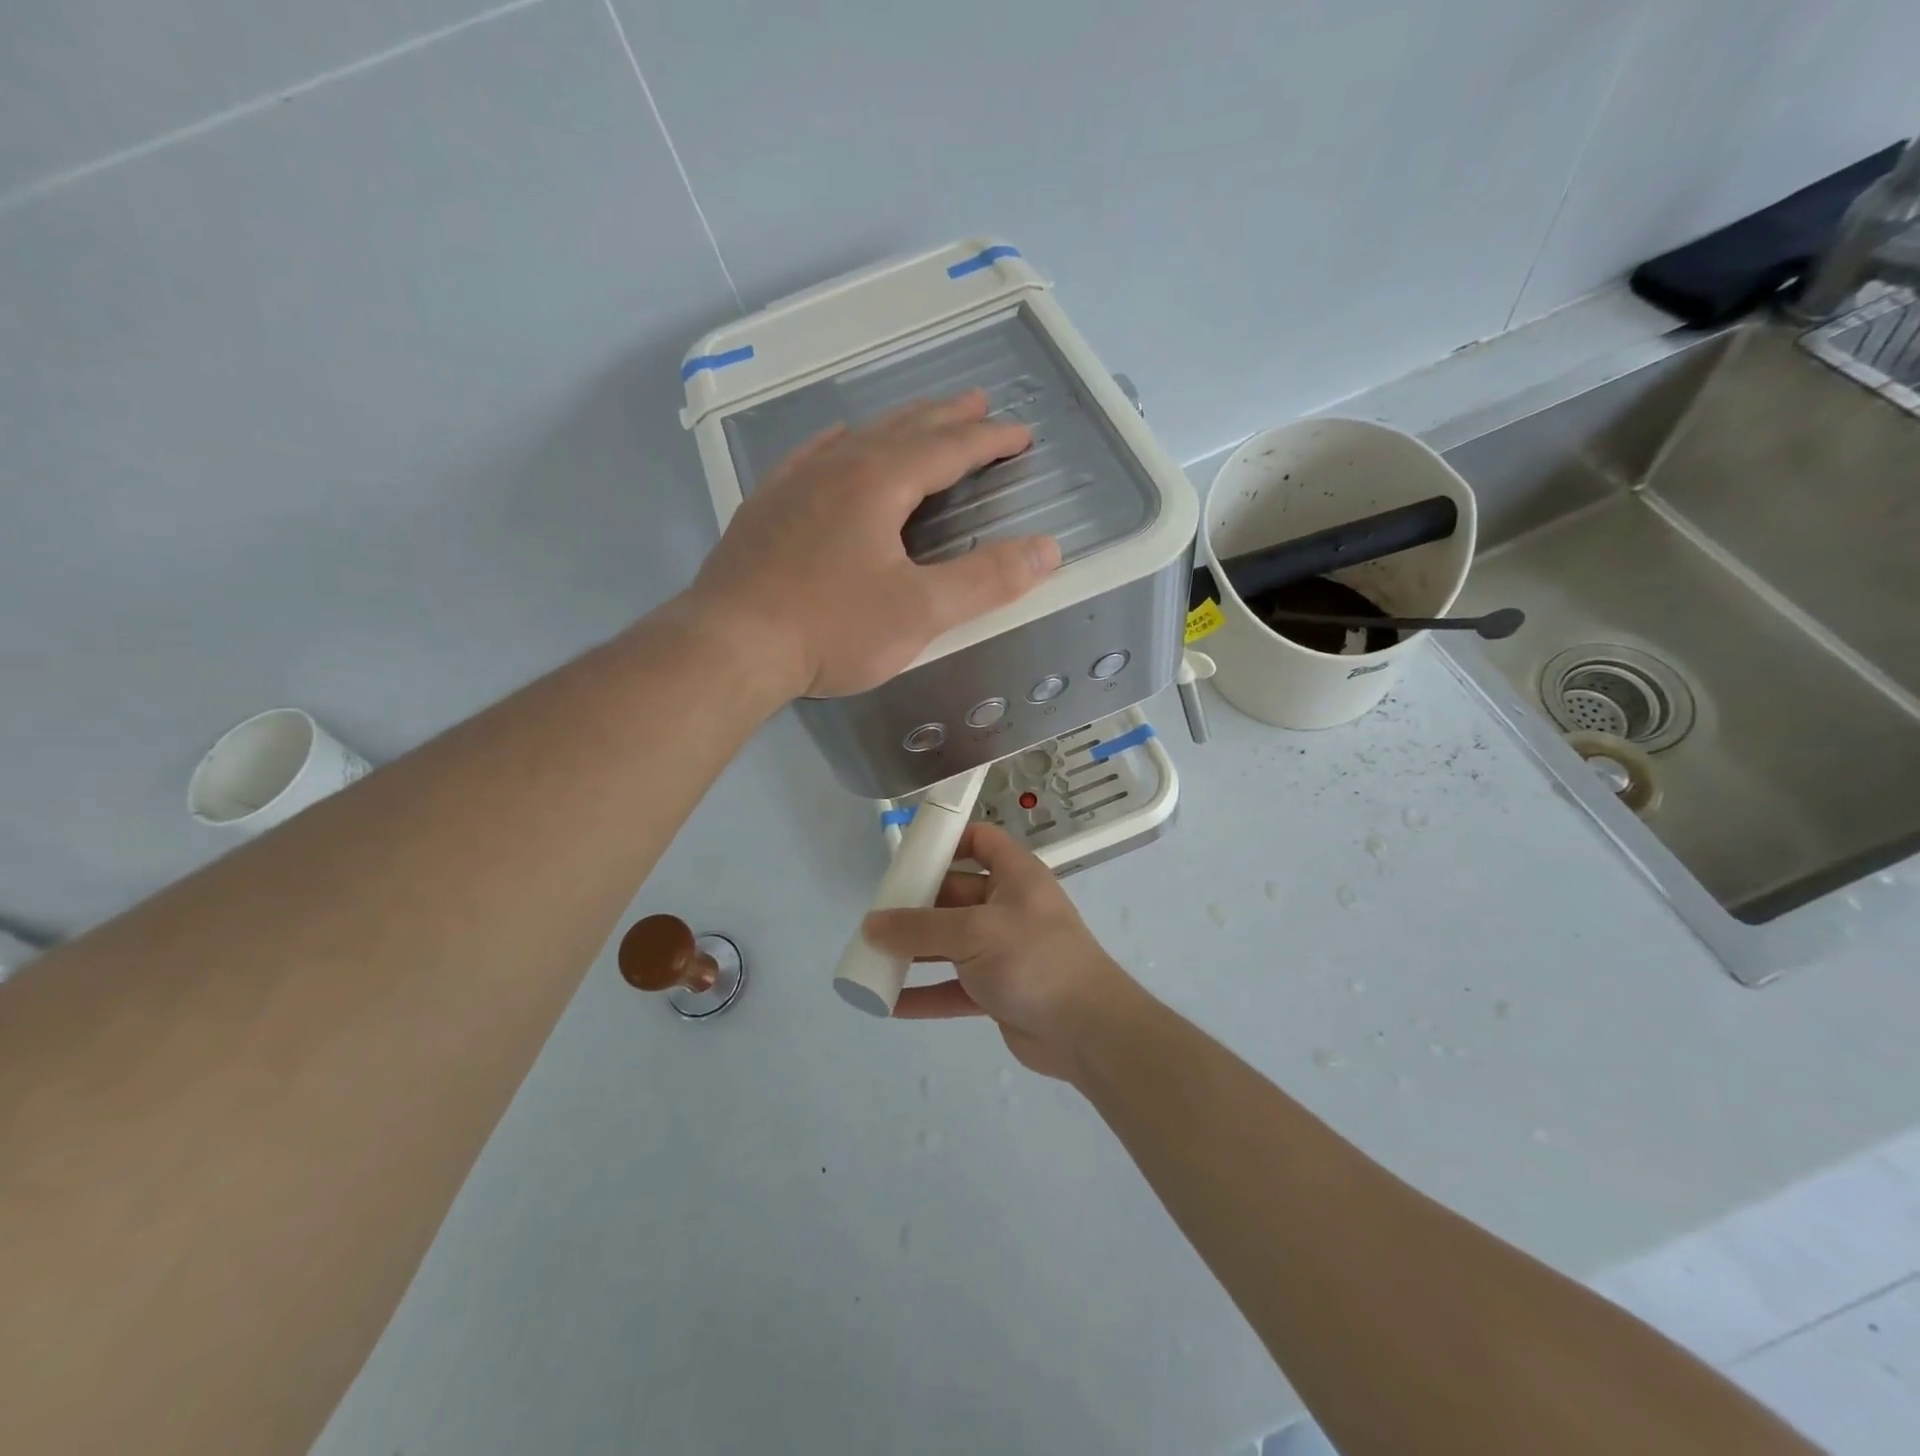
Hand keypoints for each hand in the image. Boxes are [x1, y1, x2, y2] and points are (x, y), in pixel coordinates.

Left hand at [685, 392, 1060, 698]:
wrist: (729, 645)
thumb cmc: (831, 628)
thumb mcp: (920, 611)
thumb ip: (986, 580)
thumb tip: (1047, 550)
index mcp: (878, 481)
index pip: (948, 448)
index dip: (989, 440)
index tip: (1020, 434)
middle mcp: (837, 466)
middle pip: (903, 429)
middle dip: (947, 418)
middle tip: (978, 404)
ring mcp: (794, 483)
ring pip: (858, 437)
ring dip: (899, 426)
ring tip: (922, 421)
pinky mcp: (766, 506)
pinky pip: (814, 455)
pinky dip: (843, 443)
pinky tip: (840, 444)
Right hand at [864, 823, 1141, 1080]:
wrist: (1087, 1030)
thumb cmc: (1033, 959)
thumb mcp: (973, 933)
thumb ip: (920, 928)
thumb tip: (871, 925)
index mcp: (1015, 876)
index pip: (980, 840)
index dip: (947, 840)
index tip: (907, 853)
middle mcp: (1009, 907)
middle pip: (955, 894)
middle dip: (916, 904)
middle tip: (875, 915)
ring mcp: (1003, 951)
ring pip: (950, 943)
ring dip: (915, 951)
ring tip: (872, 956)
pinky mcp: (998, 990)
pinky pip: (953, 986)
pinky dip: (925, 993)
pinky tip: (890, 1003)